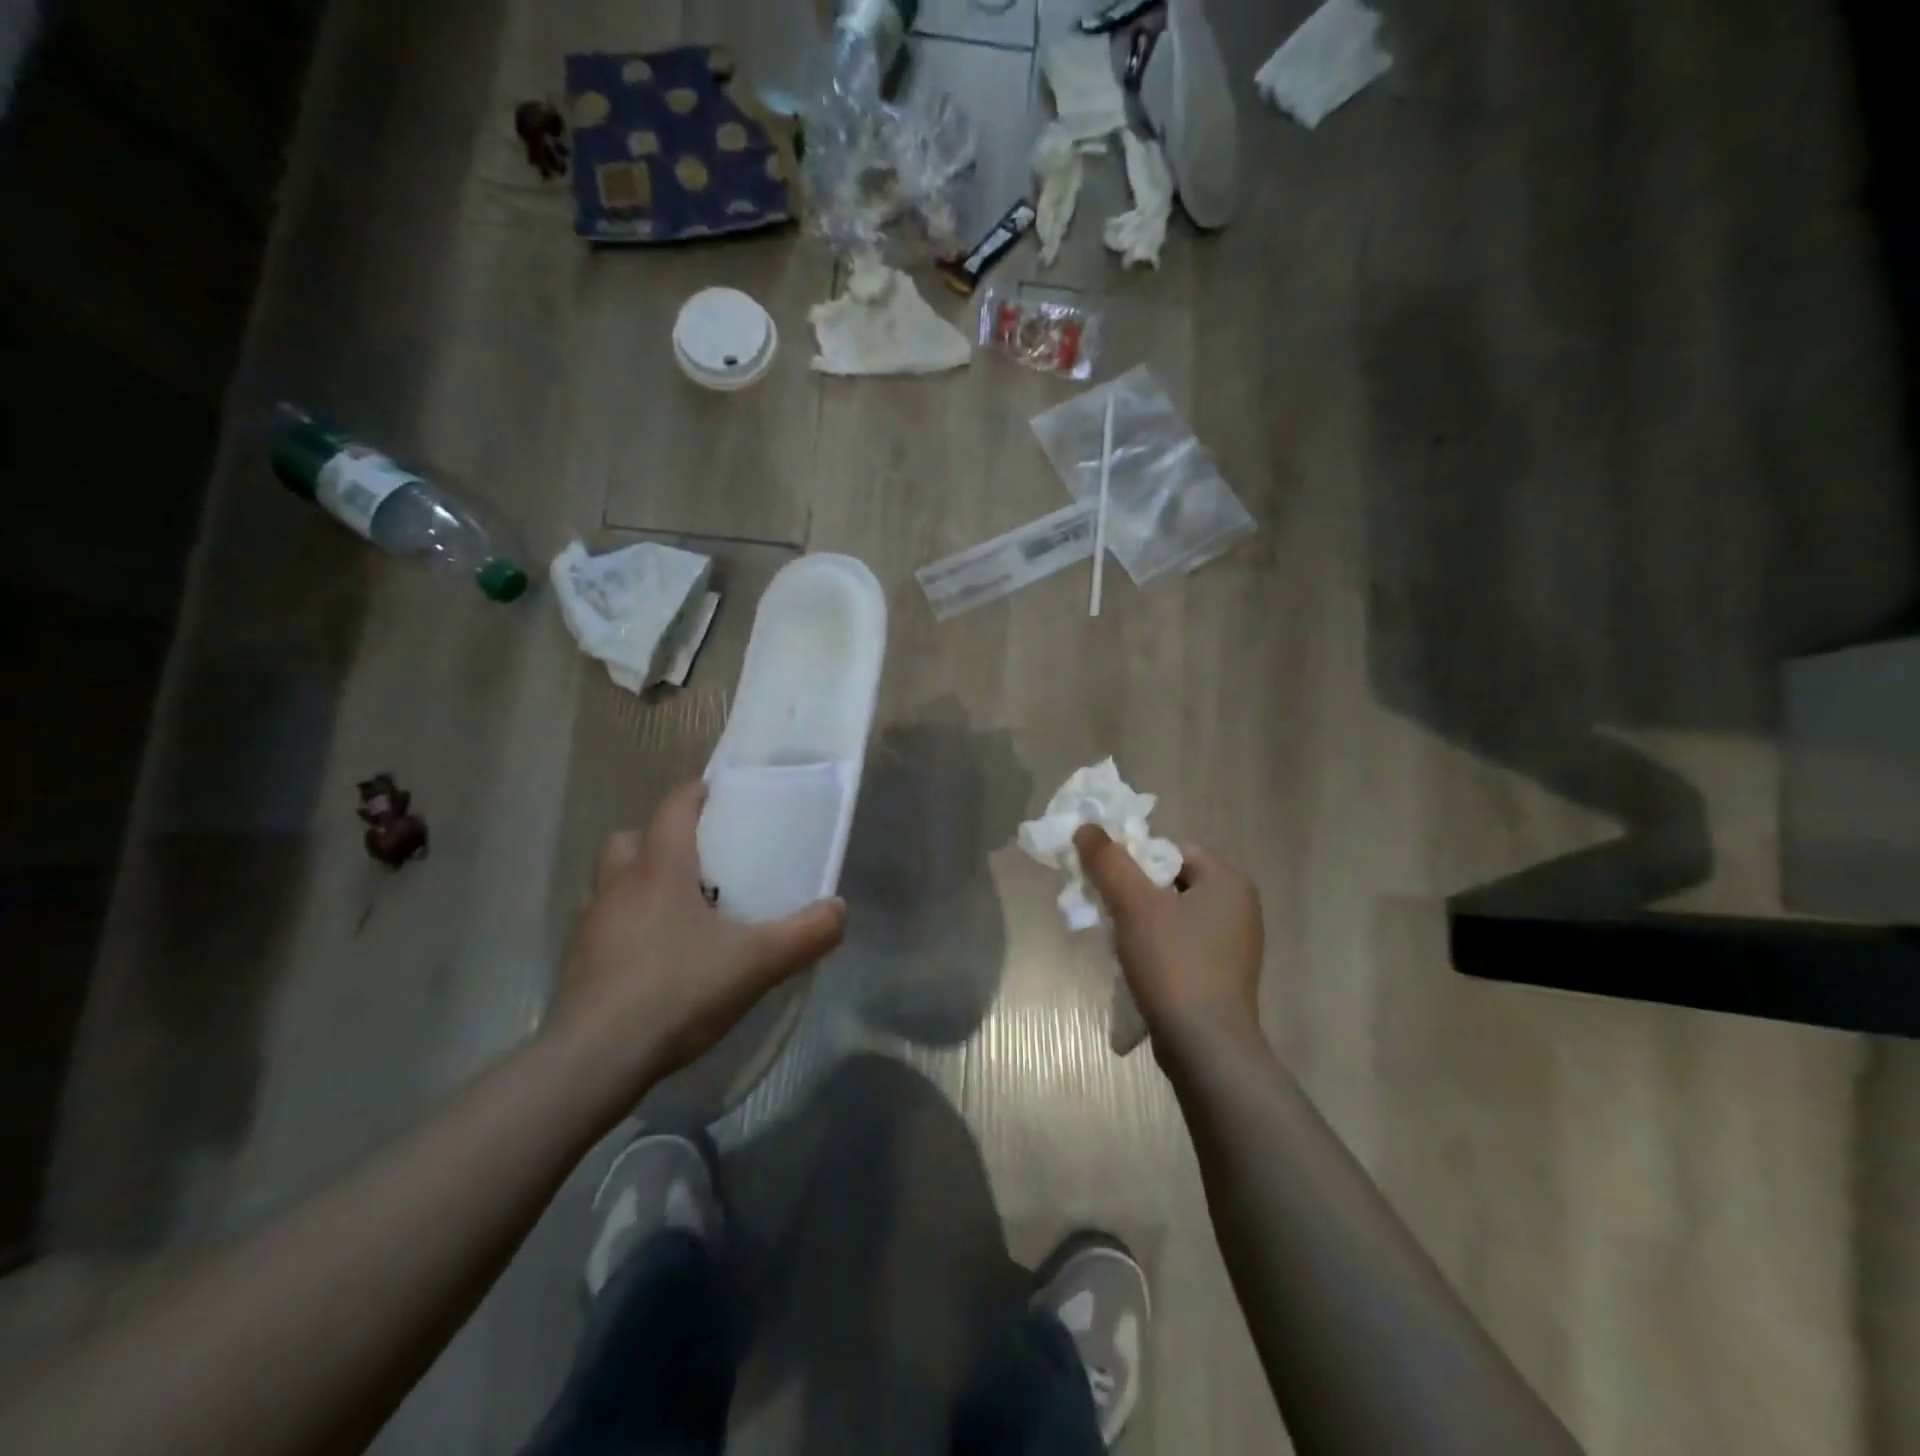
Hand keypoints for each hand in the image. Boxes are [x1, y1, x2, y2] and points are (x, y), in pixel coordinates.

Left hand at [550, 780, 845, 1100]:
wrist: (593, 1061)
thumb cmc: (676, 991)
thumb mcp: (756, 963)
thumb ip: (805, 934)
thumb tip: (839, 910)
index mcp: (659, 868)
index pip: (674, 806)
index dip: (697, 794)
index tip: (722, 797)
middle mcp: (618, 884)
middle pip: (633, 838)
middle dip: (663, 839)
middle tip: (700, 863)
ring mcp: (590, 922)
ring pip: (611, 880)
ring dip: (639, 881)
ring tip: (678, 910)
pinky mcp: (578, 960)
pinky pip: (603, 922)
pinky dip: (626, 924)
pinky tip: (655, 957)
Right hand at [1074, 826, 1266, 1061]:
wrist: (1205, 1048)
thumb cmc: (1174, 965)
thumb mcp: (1134, 905)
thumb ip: (1108, 861)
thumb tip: (1086, 827)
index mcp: (1227, 881)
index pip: (1170, 849)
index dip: (1132, 860)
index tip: (1105, 883)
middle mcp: (1238, 906)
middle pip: (1169, 881)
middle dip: (1131, 892)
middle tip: (1103, 910)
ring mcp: (1233, 944)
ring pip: (1171, 914)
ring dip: (1139, 921)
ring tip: (1115, 940)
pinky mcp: (1222, 974)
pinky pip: (1180, 943)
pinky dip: (1155, 946)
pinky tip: (1135, 964)